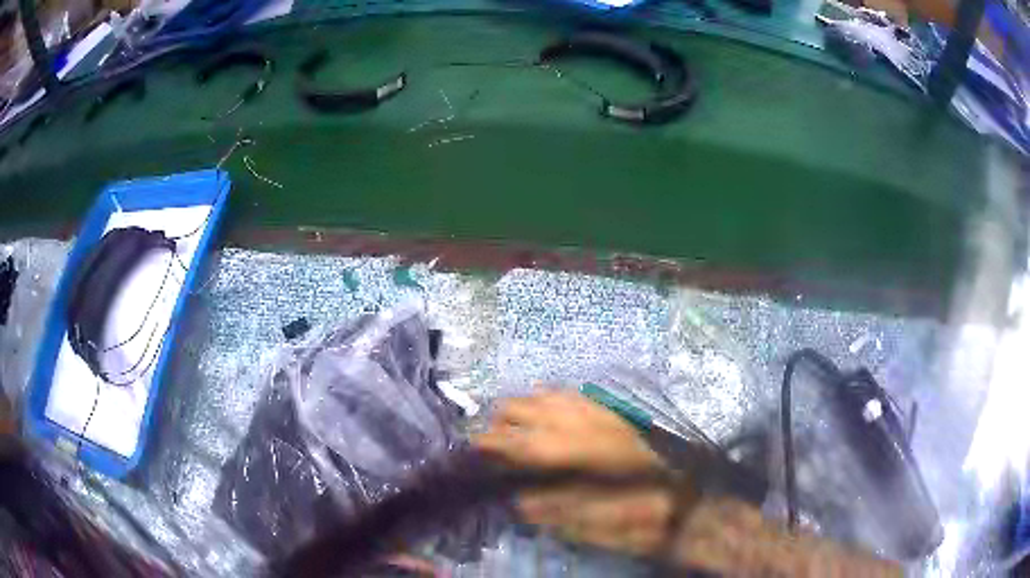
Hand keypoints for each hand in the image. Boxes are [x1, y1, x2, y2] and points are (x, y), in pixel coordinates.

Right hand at [474, 391, 692, 555]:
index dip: (491, 443)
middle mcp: (576, 418)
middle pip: (518, 408)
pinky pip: (559, 392)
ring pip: (537, 395)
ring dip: (518, 410)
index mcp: (574, 447)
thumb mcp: (598, 508)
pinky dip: (541, 401)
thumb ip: (555, 506)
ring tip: (511, 428)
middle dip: (498, 423)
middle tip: (491, 444)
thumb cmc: (641, 491)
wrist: (682, 468)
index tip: (473, 449)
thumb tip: (519, 502)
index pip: (518, 441)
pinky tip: (543, 411)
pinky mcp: (600, 402)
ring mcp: (589, 405)